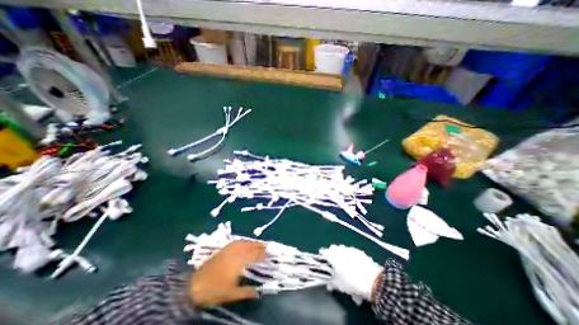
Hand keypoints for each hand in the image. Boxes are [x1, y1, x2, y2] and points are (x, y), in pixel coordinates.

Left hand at [191, 241, 266, 307]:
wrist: (194, 285)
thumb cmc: (214, 290)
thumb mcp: (232, 294)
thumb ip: (247, 292)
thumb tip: (260, 291)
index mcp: (239, 262)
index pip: (255, 255)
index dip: (264, 254)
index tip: (271, 255)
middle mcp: (236, 252)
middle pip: (251, 246)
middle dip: (261, 246)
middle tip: (269, 247)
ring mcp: (229, 249)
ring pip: (245, 243)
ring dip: (254, 243)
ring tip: (260, 244)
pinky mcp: (224, 249)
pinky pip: (238, 242)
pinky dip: (245, 241)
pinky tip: (246, 243)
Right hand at [316, 246, 383, 303]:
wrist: (372, 280)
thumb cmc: (352, 282)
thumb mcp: (340, 285)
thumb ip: (332, 283)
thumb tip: (328, 284)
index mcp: (333, 257)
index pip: (324, 252)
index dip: (322, 254)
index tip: (321, 257)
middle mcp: (340, 250)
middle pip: (333, 248)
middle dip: (331, 252)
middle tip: (332, 260)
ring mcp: (350, 249)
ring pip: (342, 248)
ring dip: (340, 253)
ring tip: (343, 261)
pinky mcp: (358, 251)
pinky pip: (351, 251)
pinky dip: (349, 255)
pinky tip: (353, 262)